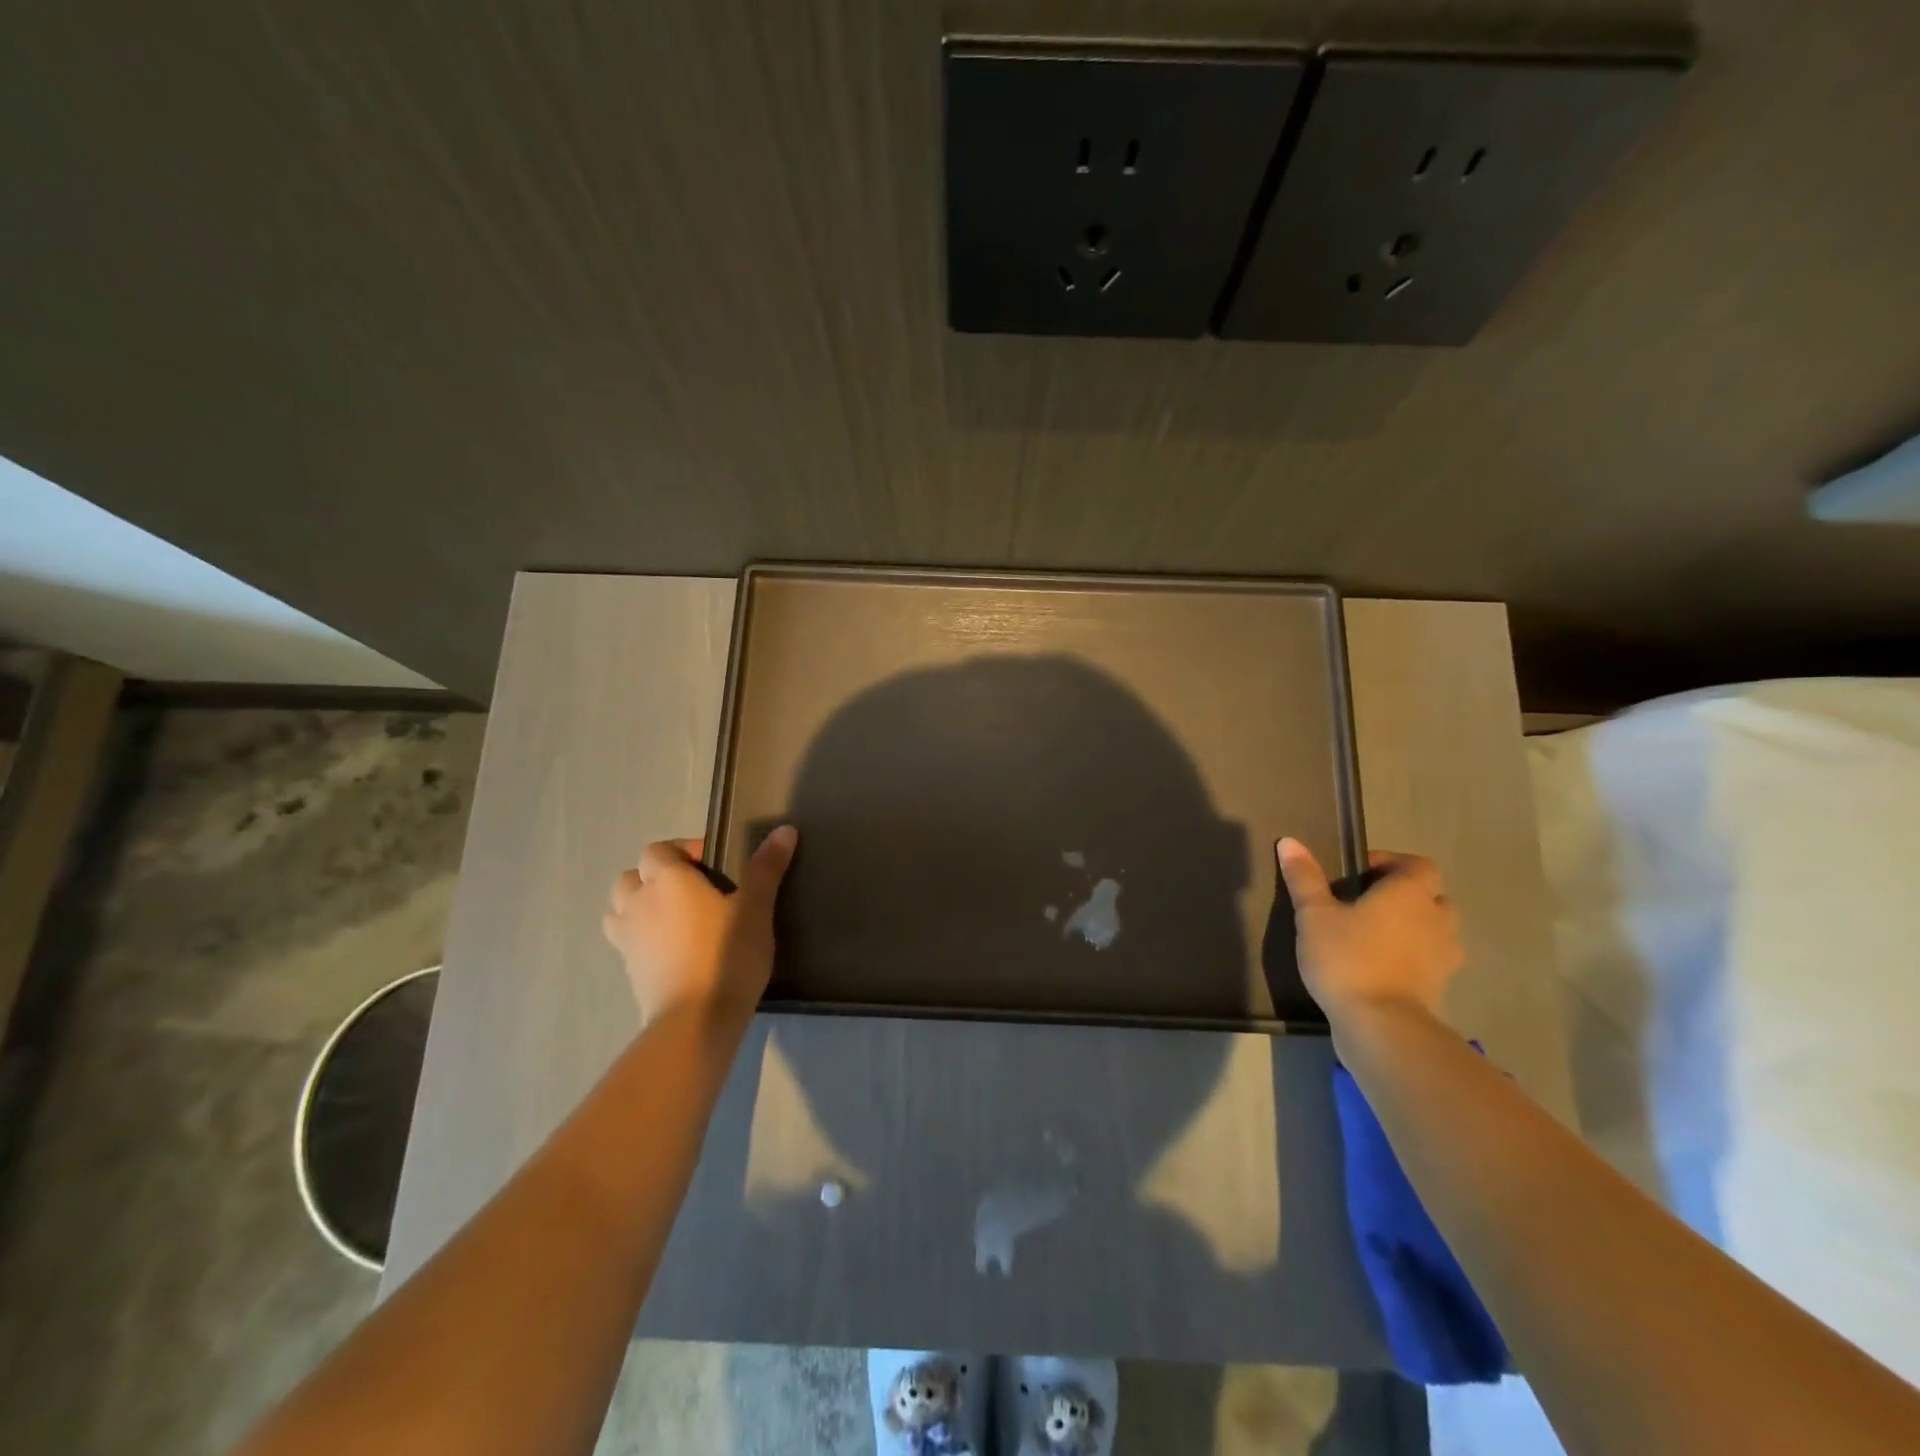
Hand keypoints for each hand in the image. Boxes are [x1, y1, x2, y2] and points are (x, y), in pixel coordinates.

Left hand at [601, 827, 797, 1026]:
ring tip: (676, 919)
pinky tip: (674, 951)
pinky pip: (627, 942)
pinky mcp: (629, 971)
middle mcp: (638, 903)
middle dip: (655, 878)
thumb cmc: (727, 953)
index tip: (714, 865)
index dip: (682, 851)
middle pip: (631, 878)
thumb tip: (784, 830)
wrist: (695, 1019)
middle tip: (693, 891)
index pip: (658, 850)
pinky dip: (643, 939)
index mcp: (667, 880)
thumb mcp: (756, 907)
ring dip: (640, 907)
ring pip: (620, 910)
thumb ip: (766, 868)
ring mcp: (627, 940)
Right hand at [1275, 837, 1462, 1027]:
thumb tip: (1289, 841)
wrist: (1380, 1025)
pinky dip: (1414, 958)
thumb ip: (1304, 877)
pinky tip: (1383, 966)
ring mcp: (1444, 957)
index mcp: (1410, 894)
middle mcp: (1436, 919)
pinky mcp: (1440, 988)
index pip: (1419, 865)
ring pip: (1437, 930)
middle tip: (1368, 903)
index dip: (1393, 863)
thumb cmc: (1347, 958)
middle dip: (1406, 896)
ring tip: (1376, 935)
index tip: (1359, 874)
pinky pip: (1431, 961)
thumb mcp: (1313, 914)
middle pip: (1433, 896)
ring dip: (1415, 927)